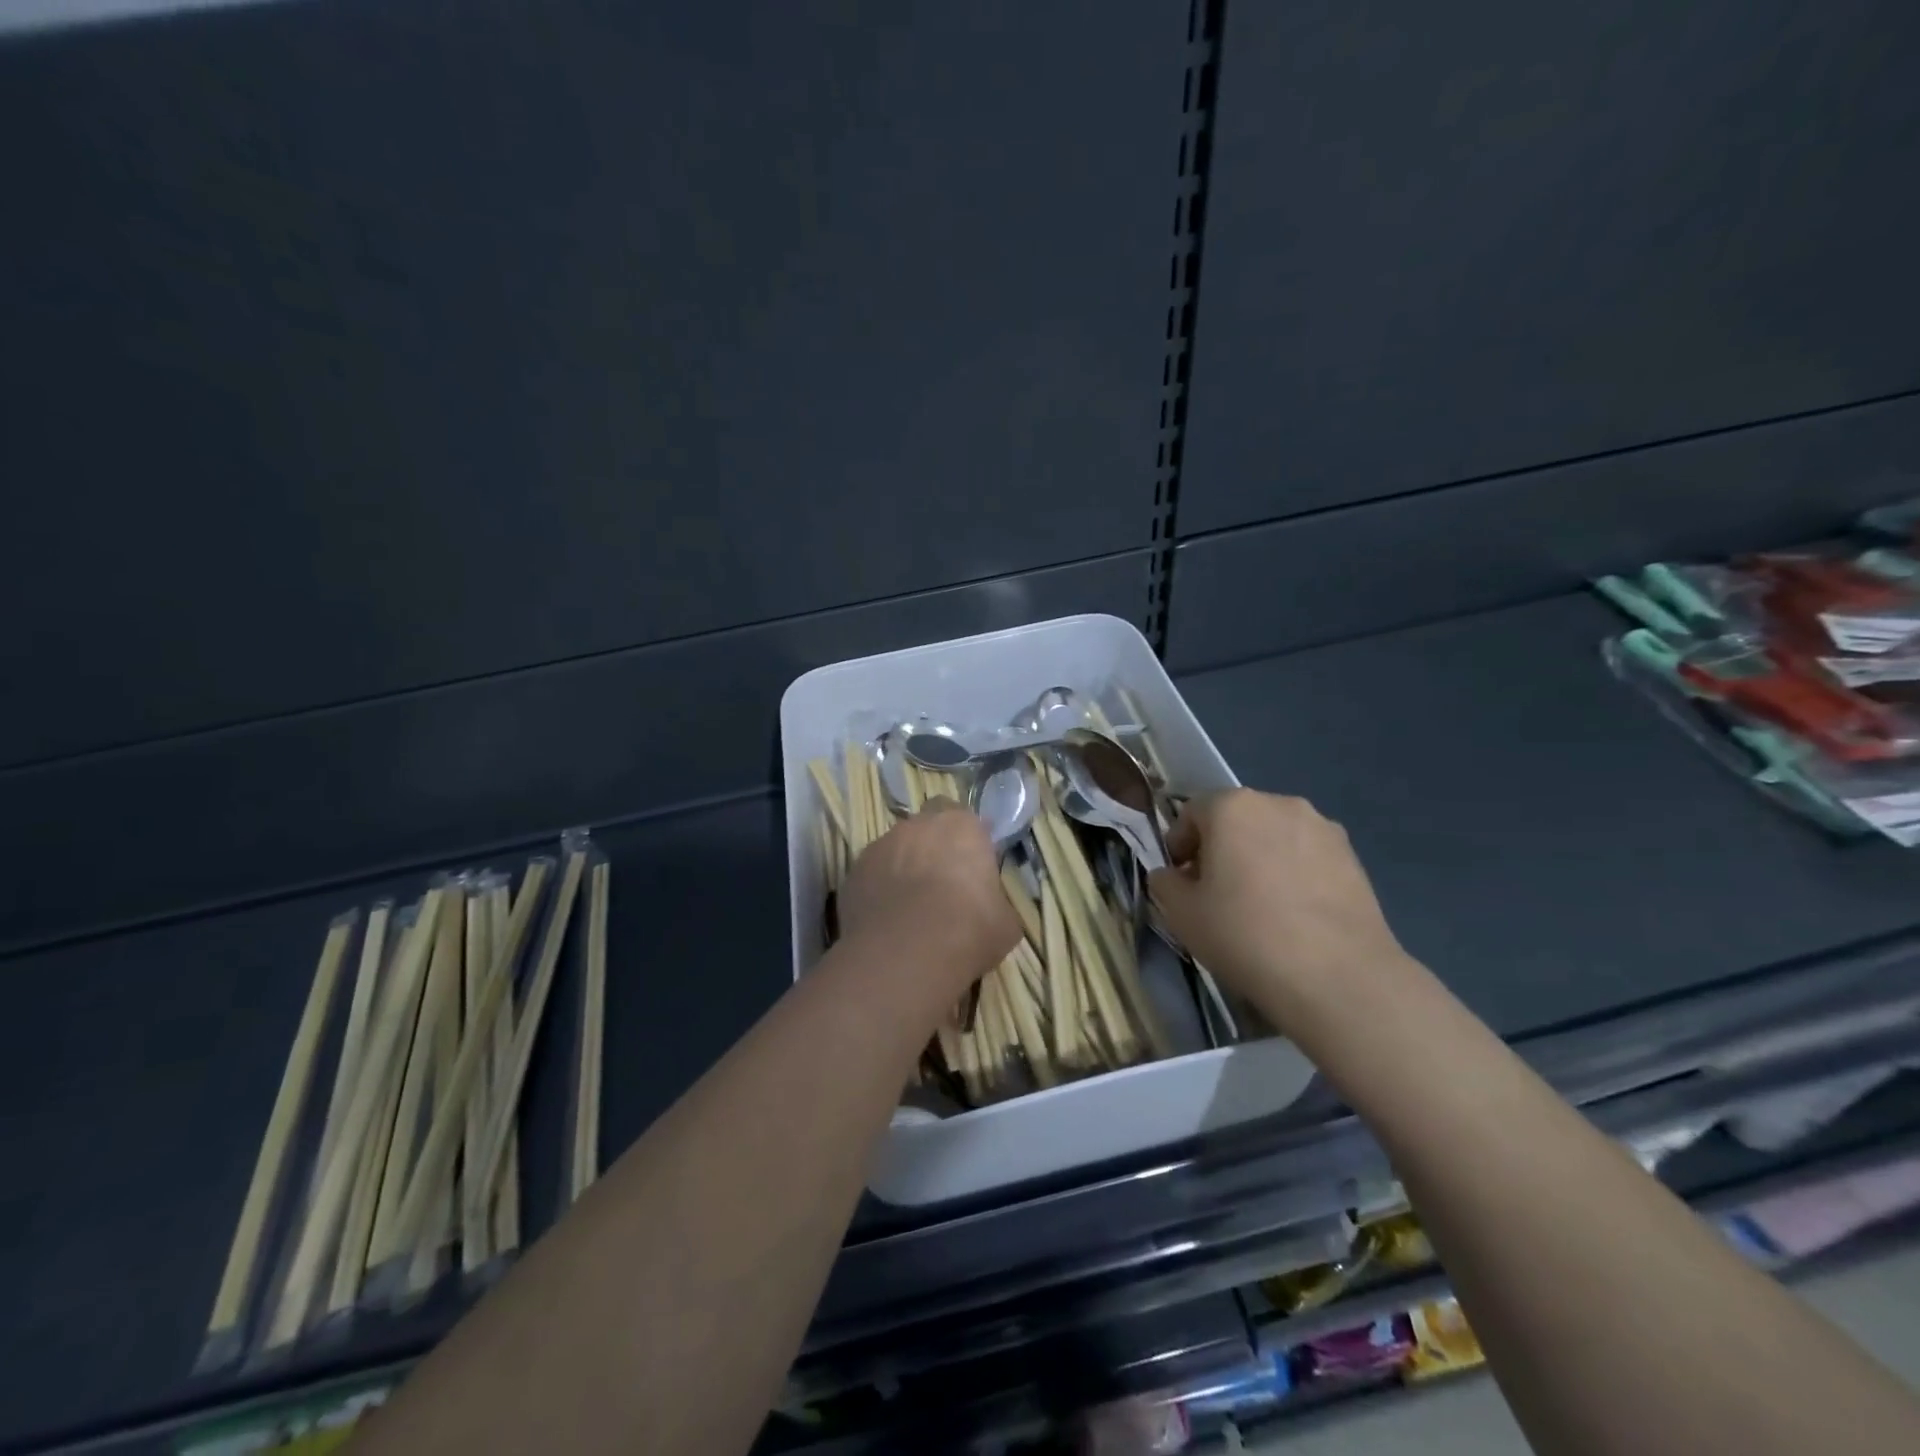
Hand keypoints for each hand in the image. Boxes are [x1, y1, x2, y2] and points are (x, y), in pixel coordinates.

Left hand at [838, 799, 1021, 997]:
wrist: (905, 954)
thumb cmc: (968, 929)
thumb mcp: (1005, 922)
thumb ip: (996, 901)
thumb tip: (991, 907)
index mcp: (961, 826)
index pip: (965, 817)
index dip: (967, 840)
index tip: (972, 866)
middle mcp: (918, 825)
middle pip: (926, 827)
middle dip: (932, 847)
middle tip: (941, 883)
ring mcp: (880, 846)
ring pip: (895, 849)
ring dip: (903, 867)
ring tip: (909, 907)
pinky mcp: (852, 872)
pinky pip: (871, 875)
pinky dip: (878, 889)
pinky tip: (886, 920)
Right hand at [1147, 789, 1413, 1019]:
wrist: (1337, 977)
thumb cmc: (1244, 934)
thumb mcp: (1181, 914)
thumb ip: (1165, 884)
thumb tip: (1171, 875)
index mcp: (1232, 806)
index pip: (1192, 813)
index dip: (1179, 845)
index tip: (1180, 880)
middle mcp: (1278, 803)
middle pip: (1236, 819)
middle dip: (1220, 849)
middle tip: (1215, 893)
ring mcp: (1322, 827)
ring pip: (1274, 836)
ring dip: (1259, 858)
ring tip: (1259, 905)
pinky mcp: (1353, 857)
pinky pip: (1307, 856)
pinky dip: (1293, 873)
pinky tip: (1294, 914)